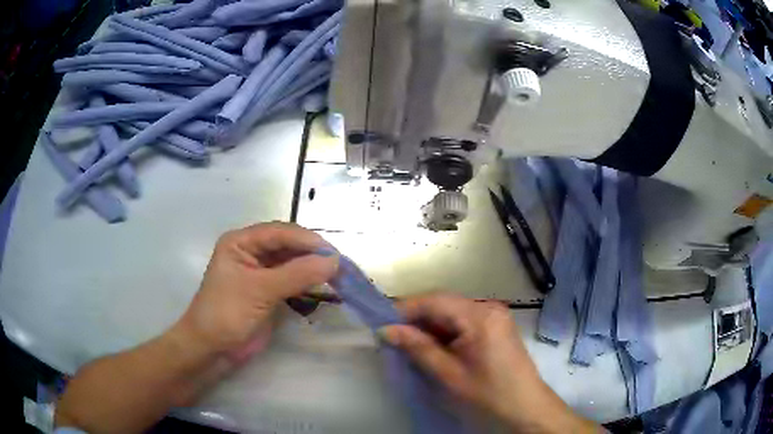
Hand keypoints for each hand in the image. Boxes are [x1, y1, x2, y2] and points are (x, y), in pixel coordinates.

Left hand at [176, 222, 337, 362]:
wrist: (213, 349)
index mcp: (241, 242)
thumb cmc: (227, 313)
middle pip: (288, 245)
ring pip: (292, 263)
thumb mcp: (259, 291)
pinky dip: (308, 284)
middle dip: (313, 254)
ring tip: (339, 276)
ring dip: (313, 269)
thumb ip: (296, 274)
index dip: (307, 240)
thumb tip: (335, 261)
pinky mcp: (268, 292)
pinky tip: (325, 287)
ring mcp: (260, 273)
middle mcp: (251, 252)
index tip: (334, 253)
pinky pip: (293, 281)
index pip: (279, 232)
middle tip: (341, 265)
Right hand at [380, 293, 597, 432]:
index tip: (381, 323)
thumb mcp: (448, 374)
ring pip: (452, 313)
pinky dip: (445, 332)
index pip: (435, 300)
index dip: (405, 309)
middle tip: (391, 335)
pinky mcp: (496, 325)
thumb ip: (418, 348)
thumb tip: (386, 330)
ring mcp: (495, 315)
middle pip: (443, 304)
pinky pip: (463, 321)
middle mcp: (489, 307)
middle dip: (416, 318)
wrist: (525, 407)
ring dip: (429, 326)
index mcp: (480, 316)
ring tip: (408, 343)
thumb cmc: (488, 393)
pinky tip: (433, 346)